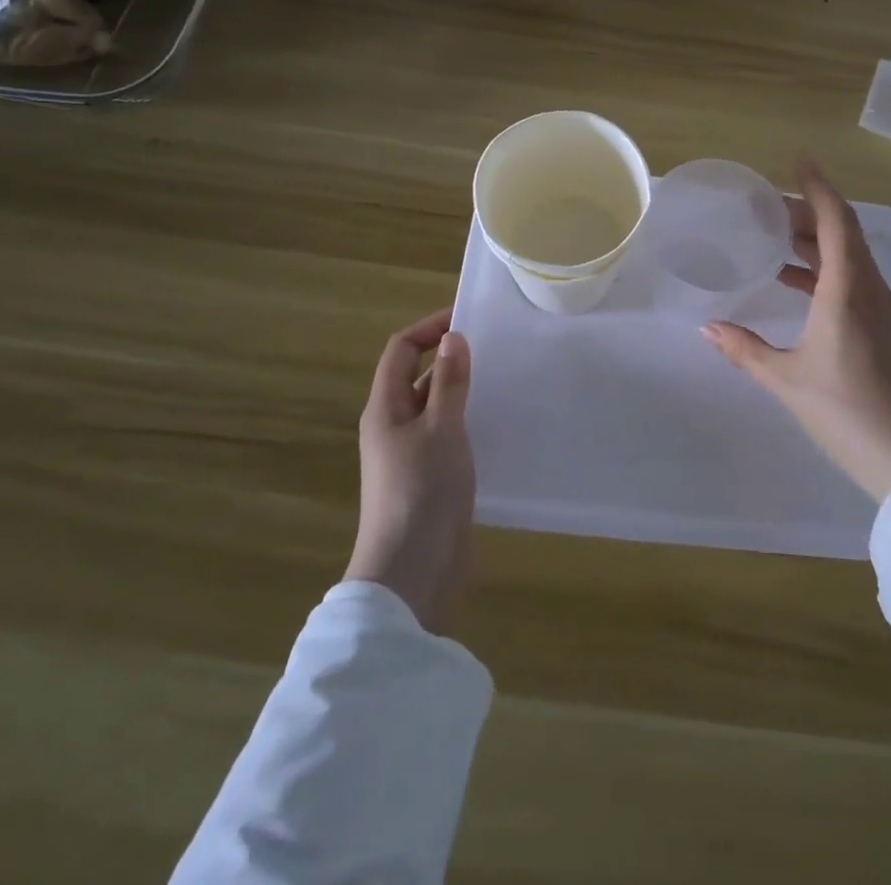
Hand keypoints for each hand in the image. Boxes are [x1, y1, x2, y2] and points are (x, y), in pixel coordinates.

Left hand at [344, 308, 475, 632]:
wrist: (413, 572)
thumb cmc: (422, 491)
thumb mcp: (441, 429)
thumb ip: (450, 383)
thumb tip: (453, 338)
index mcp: (385, 408)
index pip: (401, 350)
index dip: (429, 328)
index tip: (468, 318)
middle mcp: (394, 426)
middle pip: (418, 377)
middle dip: (451, 358)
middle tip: (496, 348)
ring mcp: (412, 454)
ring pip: (437, 407)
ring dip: (463, 391)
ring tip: (505, 379)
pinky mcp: (431, 478)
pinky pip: (449, 435)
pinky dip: (470, 421)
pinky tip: (500, 423)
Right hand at [703, 162, 890, 500]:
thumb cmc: (846, 411)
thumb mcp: (787, 379)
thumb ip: (745, 350)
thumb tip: (707, 328)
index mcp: (847, 289)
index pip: (835, 220)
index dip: (817, 186)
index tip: (799, 159)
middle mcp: (869, 289)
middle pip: (842, 232)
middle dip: (807, 211)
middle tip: (768, 205)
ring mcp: (880, 309)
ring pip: (848, 256)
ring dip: (815, 241)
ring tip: (776, 236)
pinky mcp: (883, 328)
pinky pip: (852, 280)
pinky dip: (824, 269)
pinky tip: (795, 282)